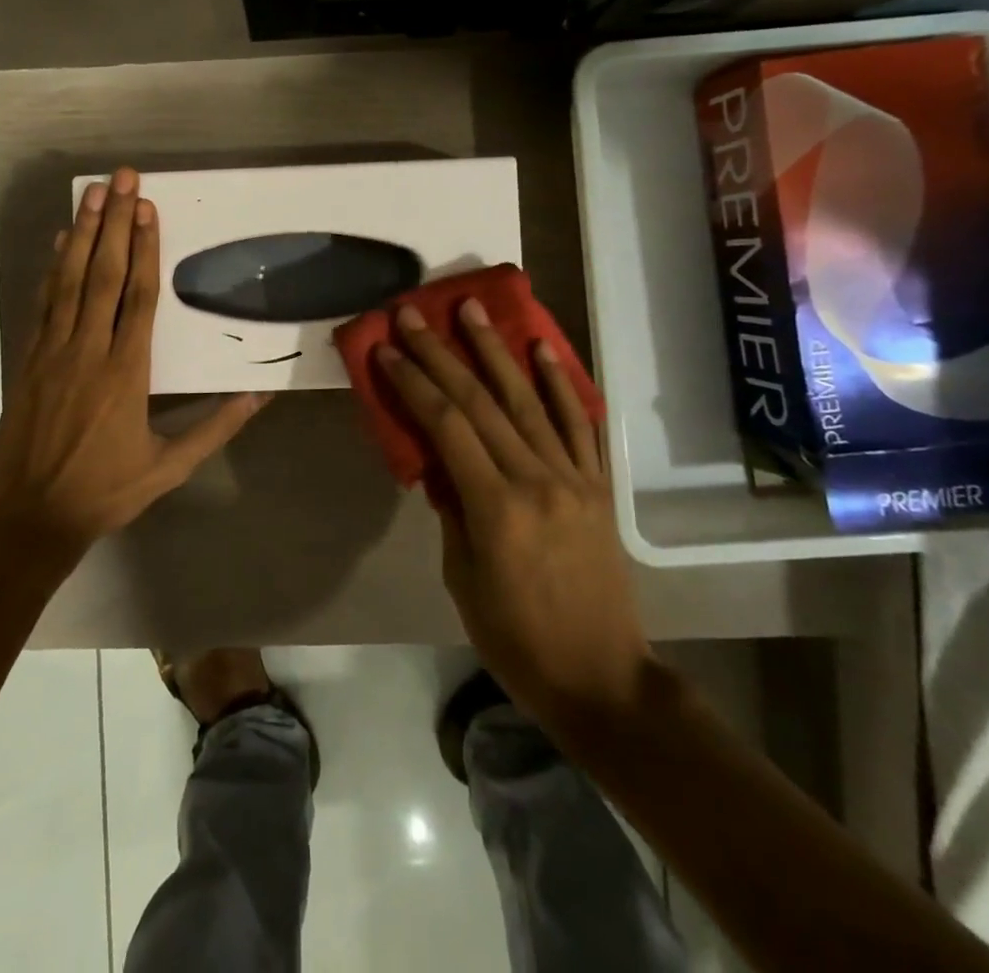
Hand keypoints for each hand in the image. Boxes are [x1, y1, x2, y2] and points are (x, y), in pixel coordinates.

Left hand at [0, 167, 270, 563]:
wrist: (33, 517)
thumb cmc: (108, 490)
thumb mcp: (171, 467)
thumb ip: (216, 427)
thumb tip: (260, 394)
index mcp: (127, 373)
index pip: (139, 298)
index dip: (145, 249)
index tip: (148, 208)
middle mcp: (89, 352)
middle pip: (103, 276)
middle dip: (114, 223)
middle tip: (120, 178)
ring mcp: (53, 353)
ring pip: (69, 282)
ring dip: (82, 234)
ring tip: (90, 194)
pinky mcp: (29, 361)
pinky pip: (43, 305)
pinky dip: (52, 270)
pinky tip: (59, 243)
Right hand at [376, 299, 652, 730]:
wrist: (602, 678)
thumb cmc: (517, 639)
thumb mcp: (462, 579)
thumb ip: (450, 510)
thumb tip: (438, 461)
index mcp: (496, 507)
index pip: (446, 426)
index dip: (413, 382)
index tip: (386, 348)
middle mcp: (537, 478)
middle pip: (481, 401)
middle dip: (441, 352)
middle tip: (413, 314)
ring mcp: (574, 477)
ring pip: (529, 399)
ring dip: (496, 349)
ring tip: (472, 309)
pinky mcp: (599, 484)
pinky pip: (580, 423)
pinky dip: (562, 382)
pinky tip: (543, 347)